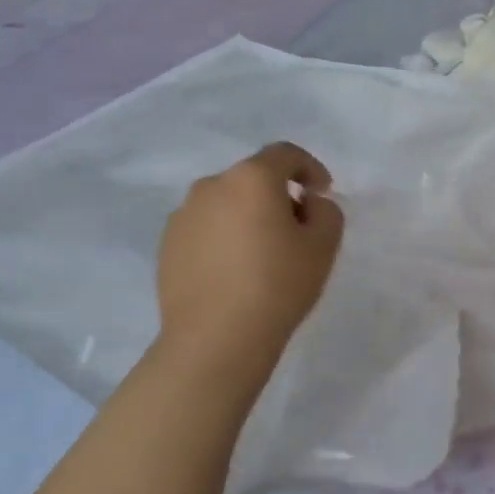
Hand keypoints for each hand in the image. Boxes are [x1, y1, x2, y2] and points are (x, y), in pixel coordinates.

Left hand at [156, 143, 343, 382]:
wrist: (216, 339)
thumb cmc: (278, 286)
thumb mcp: (323, 247)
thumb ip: (326, 211)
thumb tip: (307, 203)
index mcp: (251, 178)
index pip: (285, 154)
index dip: (310, 168)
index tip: (322, 193)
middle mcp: (211, 186)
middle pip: (252, 179)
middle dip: (278, 196)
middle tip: (297, 231)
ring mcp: (183, 215)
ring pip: (226, 204)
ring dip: (247, 217)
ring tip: (262, 257)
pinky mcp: (168, 245)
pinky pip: (205, 230)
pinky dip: (223, 239)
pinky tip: (234, 274)